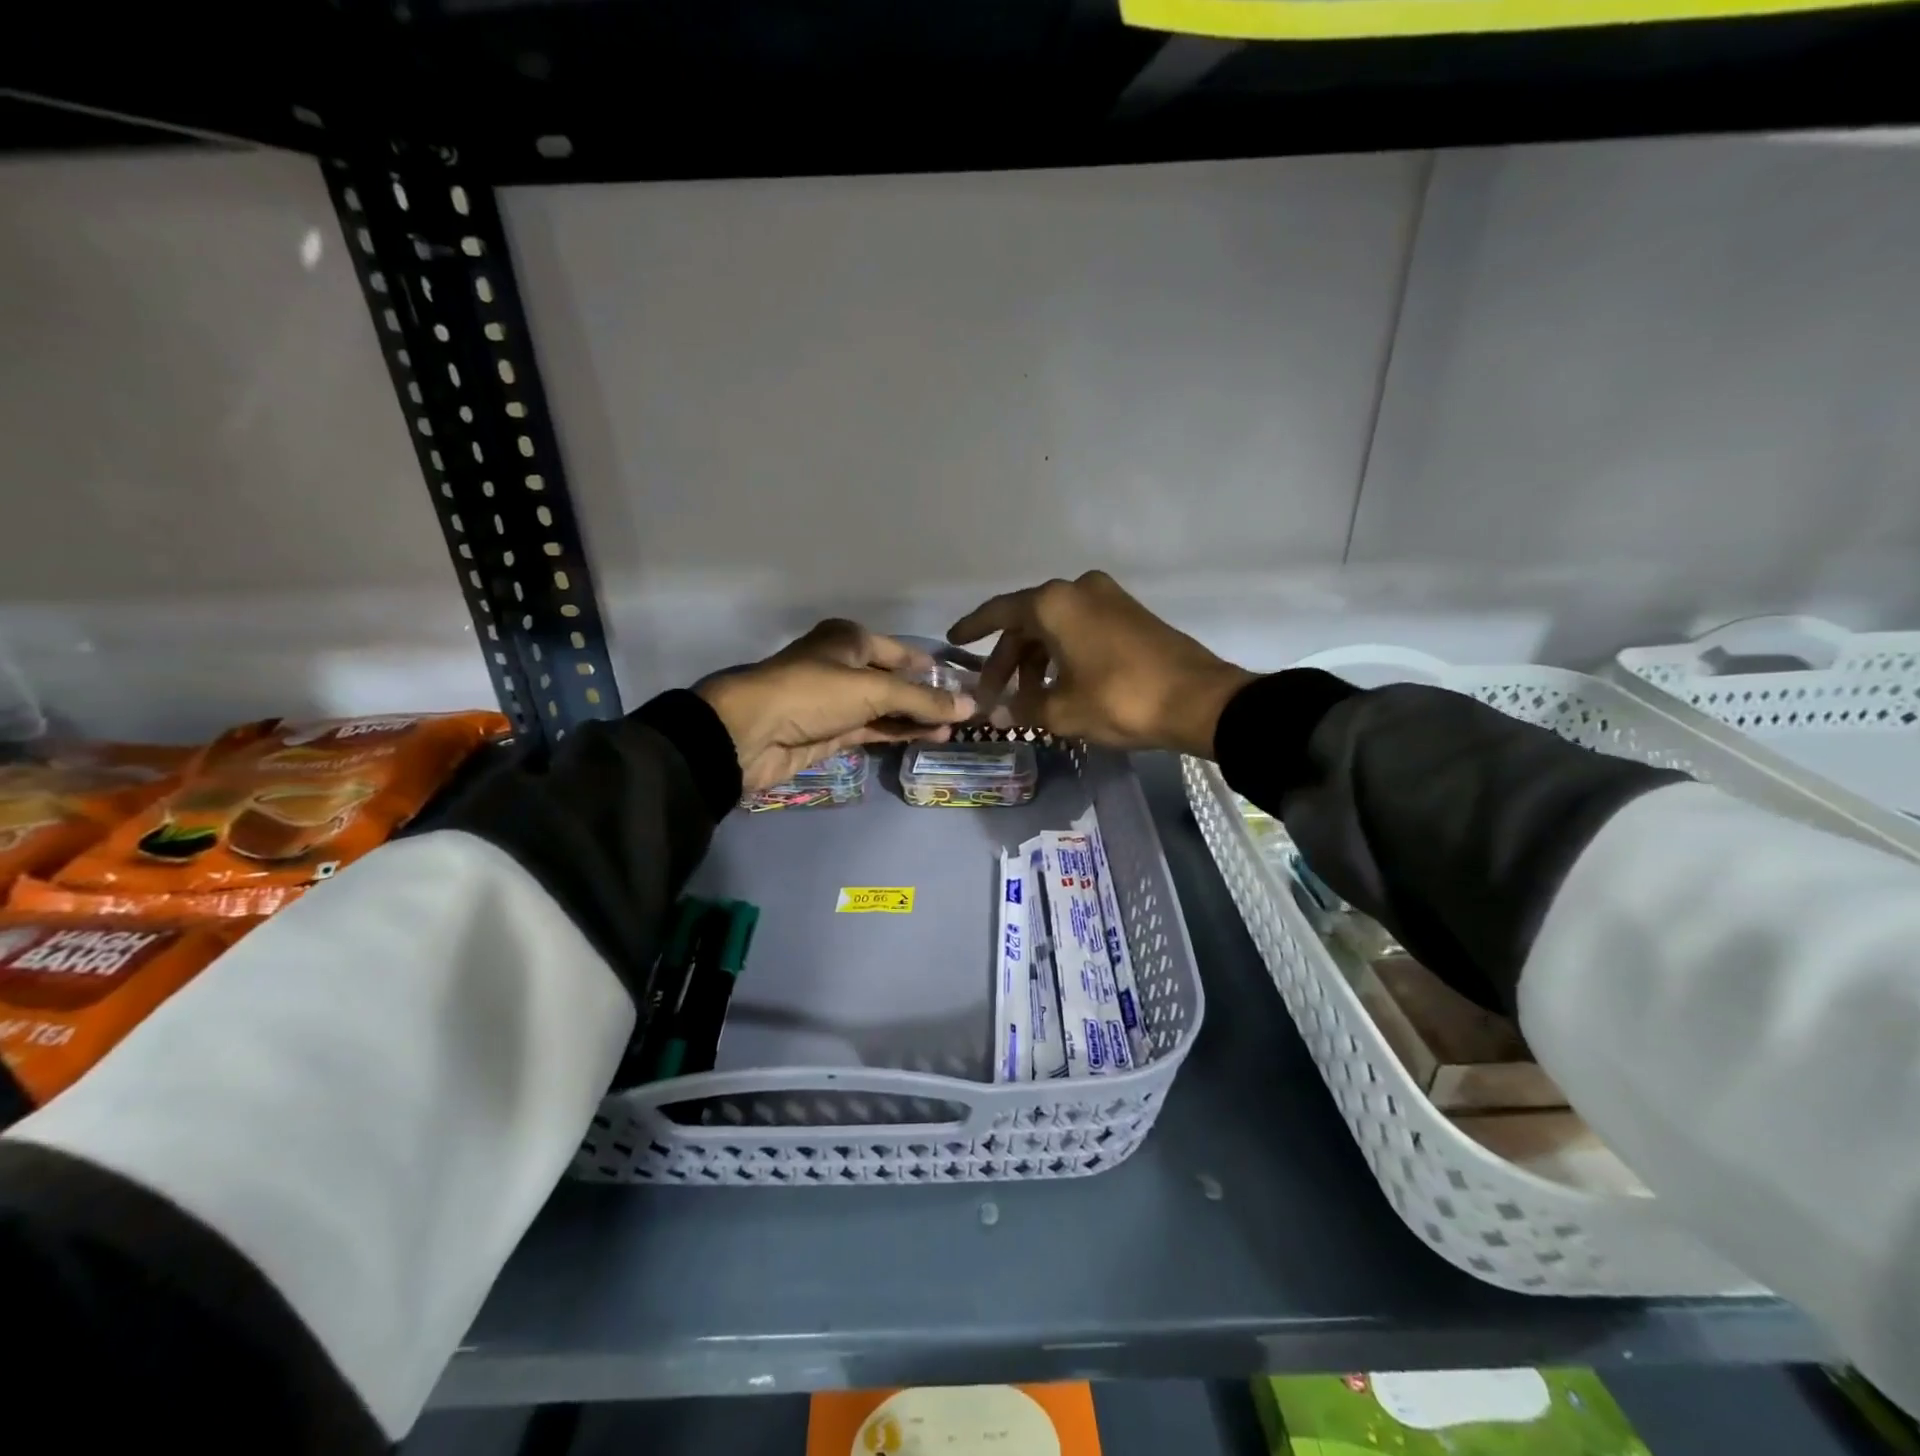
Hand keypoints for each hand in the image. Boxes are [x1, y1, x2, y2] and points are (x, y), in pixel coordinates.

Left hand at [697, 619, 976, 792]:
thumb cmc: (813, 693)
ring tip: (955, 730)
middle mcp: (844, 665)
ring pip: (886, 708)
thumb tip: (970, 707)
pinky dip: (898, 733)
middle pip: (895, 681)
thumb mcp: (873, 691)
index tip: (964, 684)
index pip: (901, 652)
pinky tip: (927, 738)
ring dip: (916, 718)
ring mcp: (837, 701)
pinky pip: (873, 730)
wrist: (751, 733)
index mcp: (850, 639)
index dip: (931, 668)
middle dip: (927, 696)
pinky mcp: (832, 732)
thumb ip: (922, 701)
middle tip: (966, 713)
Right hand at [947, 571, 1252, 757]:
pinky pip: (1081, 629)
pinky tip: (1060, 686)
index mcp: (1054, 603)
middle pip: (1027, 623)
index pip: (999, 612)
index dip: (972, 628)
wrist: (1198, 700)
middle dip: (1007, 660)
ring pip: (1055, 628)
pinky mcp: (1130, 614)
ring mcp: (1108, 598)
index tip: (953, 641)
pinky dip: (1063, 654)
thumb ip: (1022, 708)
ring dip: (1036, 661)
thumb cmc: (1120, 699)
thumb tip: (997, 713)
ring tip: (1029, 700)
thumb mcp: (1062, 710)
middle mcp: (1078, 589)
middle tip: (993, 695)